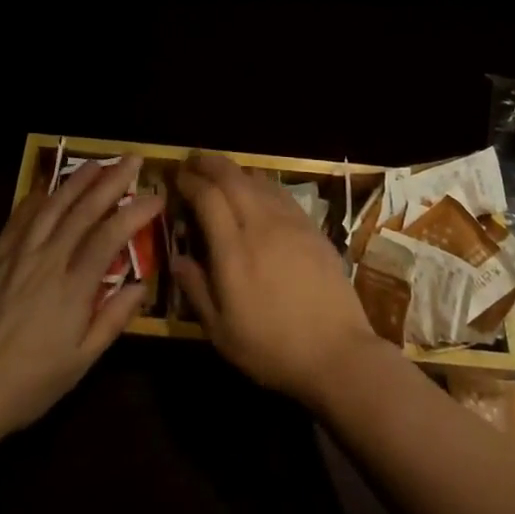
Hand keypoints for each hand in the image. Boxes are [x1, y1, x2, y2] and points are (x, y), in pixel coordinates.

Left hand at [0, 154, 161, 441]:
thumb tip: (140, 286)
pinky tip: (44, 188)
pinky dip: (35, 199)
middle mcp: (47, 261)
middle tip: (131, 159)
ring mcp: (17, 256)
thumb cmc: (27, 384)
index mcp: (72, 288)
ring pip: (51, 207)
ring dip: (76, 181)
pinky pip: (17, 220)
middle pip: (83, 211)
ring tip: (96, 162)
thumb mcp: (79, 363)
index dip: (135, 212)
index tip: (156, 196)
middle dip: (111, 181)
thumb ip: (111, 321)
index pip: (110, 236)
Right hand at [171, 151, 393, 408]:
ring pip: (258, 179)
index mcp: (234, 250)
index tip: (177, 176)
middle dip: (210, 163)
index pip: (208, 197)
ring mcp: (291, 222)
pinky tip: (257, 191)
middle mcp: (261, 225)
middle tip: (194, 161)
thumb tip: (176, 258)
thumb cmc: (273, 348)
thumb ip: (196, 289)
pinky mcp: (312, 227)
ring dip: (235, 170)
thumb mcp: (222, 332)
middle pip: (232, 177)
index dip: (190, 181)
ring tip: (221, 172)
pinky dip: (261, 183)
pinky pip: (281, 192)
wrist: (338, 353)